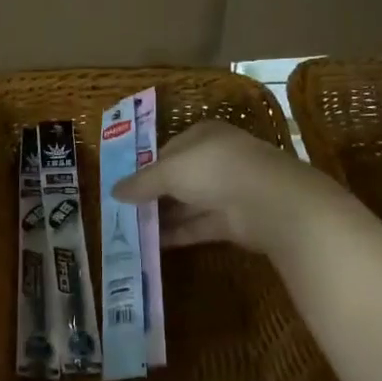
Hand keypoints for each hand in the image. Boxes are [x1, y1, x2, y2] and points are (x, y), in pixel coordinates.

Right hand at [114, 120, 338, 255]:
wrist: (268, 201)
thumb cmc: (214, 169)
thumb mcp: (170, 170)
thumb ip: (141, 182)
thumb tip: (113, 191)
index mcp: (203, 136)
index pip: (168, 150)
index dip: (145, 168)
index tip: (123, 187)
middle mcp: (216, 160)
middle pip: (178, 178)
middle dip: (152, 196)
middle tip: (122, 212)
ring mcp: (226, 191)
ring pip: (187, 204)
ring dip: (162, 217)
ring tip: (130, 232)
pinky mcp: (232, 221)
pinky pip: (198, 226)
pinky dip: (177, 234)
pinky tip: (152, 244)